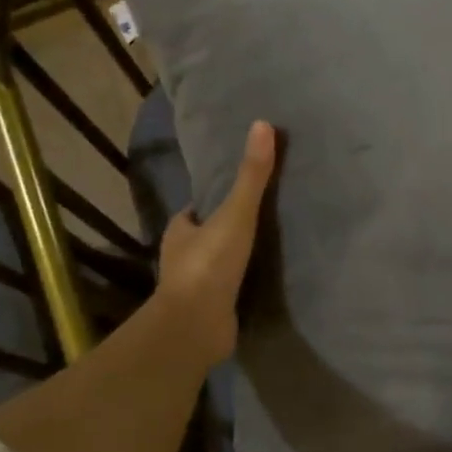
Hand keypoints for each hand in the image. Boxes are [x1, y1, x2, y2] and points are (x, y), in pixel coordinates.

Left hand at [155, 121, 276, 367]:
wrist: (196, 326)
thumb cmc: (210, 264)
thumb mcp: (235, 214)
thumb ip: (251, 175)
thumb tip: (263, 124)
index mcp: (180, 230)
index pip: (198, 209)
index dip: (216, 199)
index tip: (240, 193)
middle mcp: (182, 256)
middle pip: (208, 234)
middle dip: (227, 228)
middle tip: (262, 218)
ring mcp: (195, 286)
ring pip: (217, 263)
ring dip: (236, 257)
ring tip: (270, 248)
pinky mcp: (210, 310)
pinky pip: (229, 289)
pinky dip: (242, 283)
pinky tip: (264, 280)